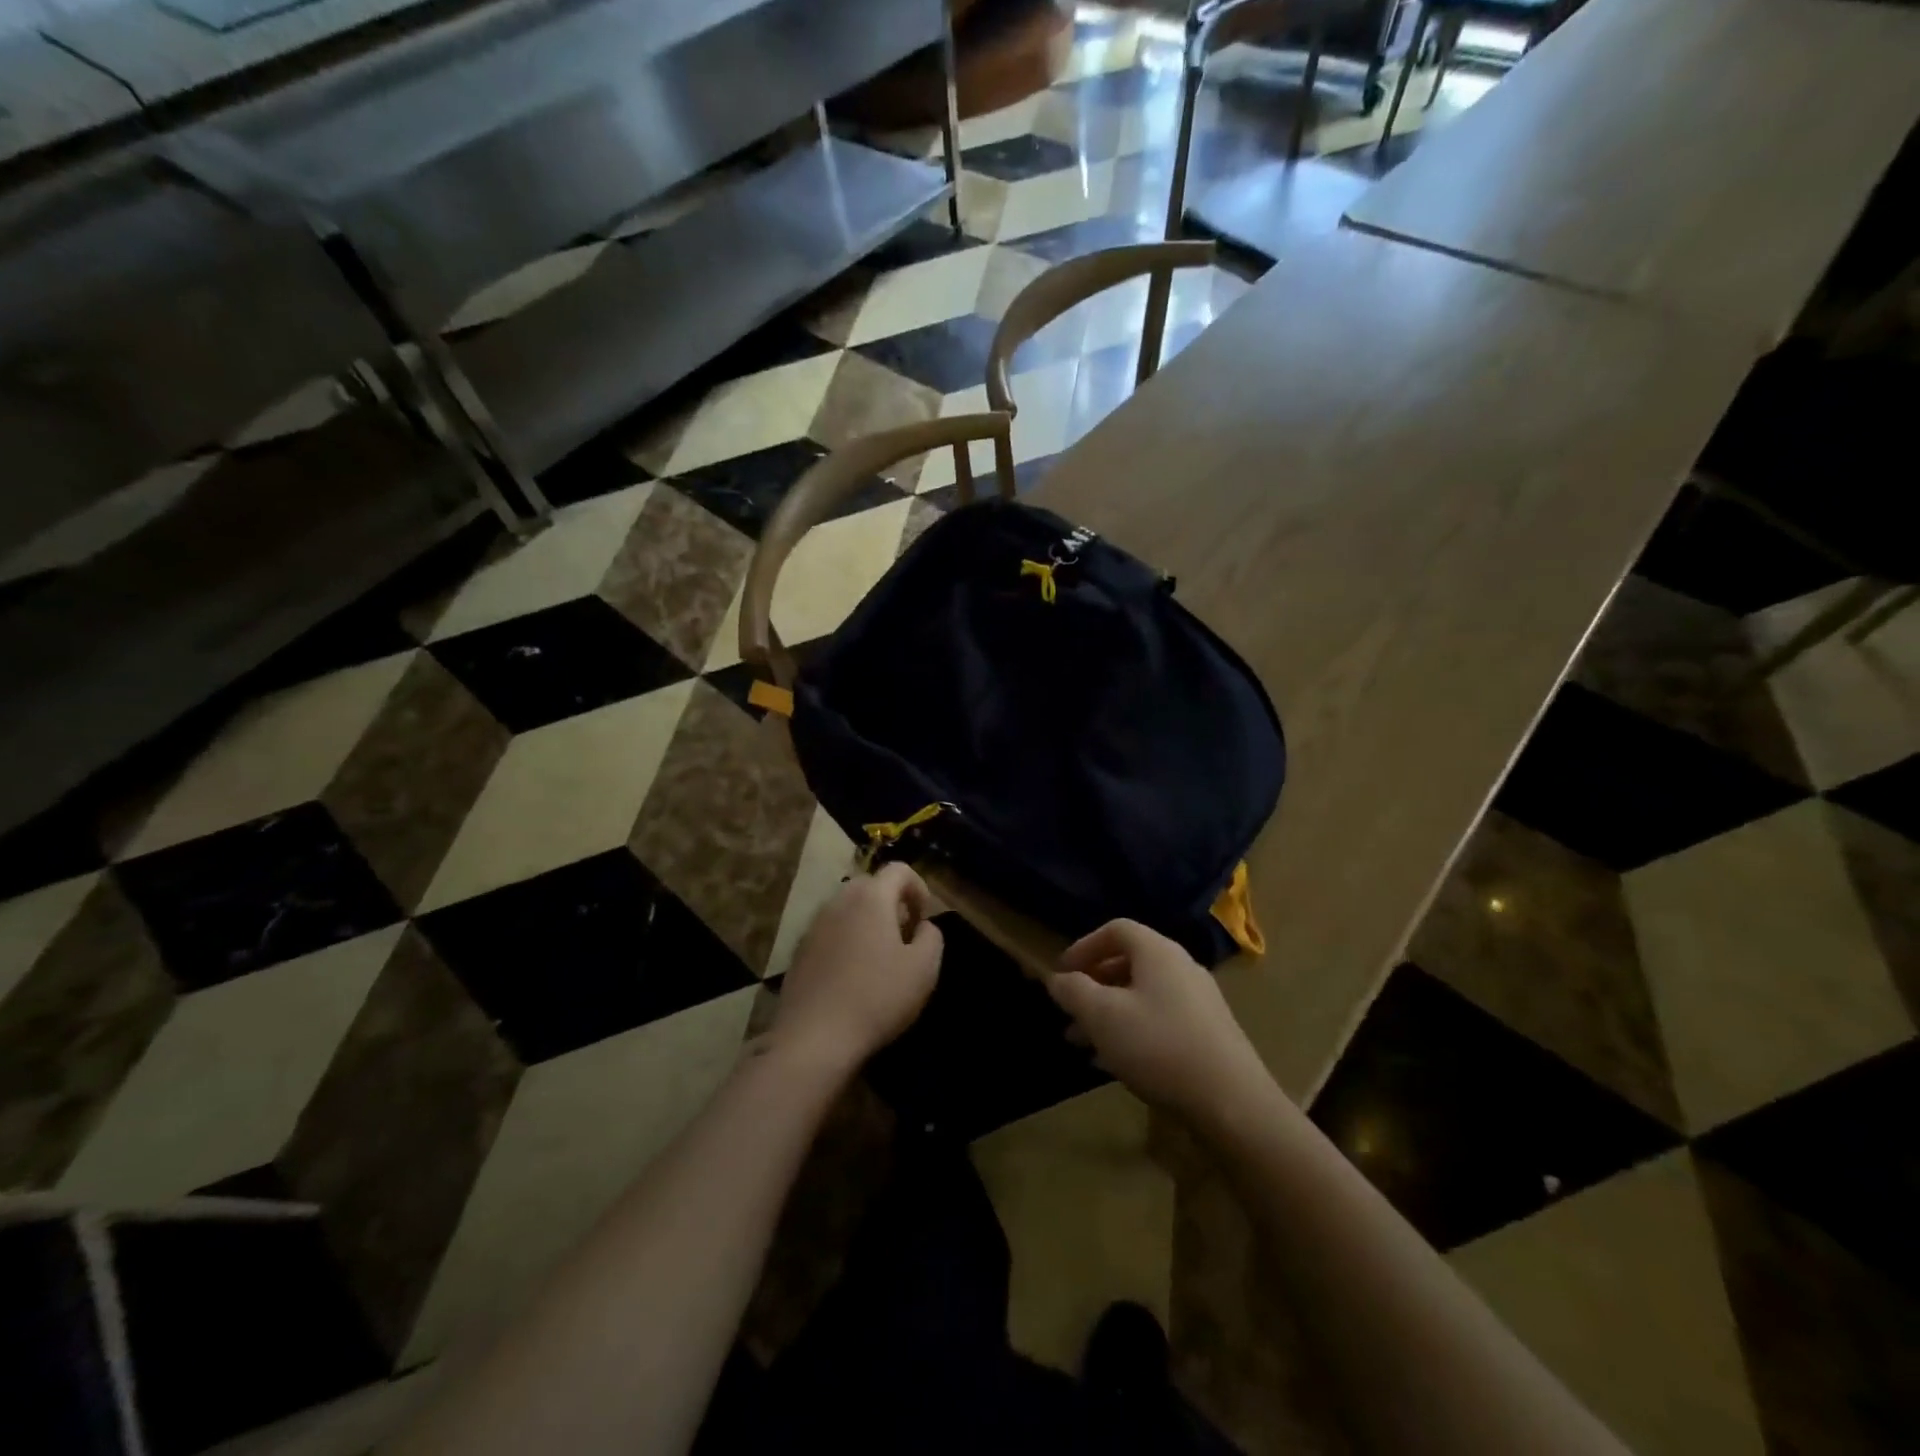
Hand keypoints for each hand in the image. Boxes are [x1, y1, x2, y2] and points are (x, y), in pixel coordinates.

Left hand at [770, 863, 942, 1074]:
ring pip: (848, 908)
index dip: (918, 888)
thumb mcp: (924, 969)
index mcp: (871, 898)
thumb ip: (932, 937)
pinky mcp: (799, 950)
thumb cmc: (877, 997)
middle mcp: (839, 901)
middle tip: (905, 936)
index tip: (924, 918)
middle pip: (871, 886)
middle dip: (892, 903)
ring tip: (880, 957)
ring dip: (867, 922)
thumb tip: (922, 926)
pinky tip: (852, 976)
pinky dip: (846, 940)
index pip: (899, 870)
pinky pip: (830, 931)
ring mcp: (814, 925)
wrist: (814, 1038)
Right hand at [1047, 919, 1275, 1128]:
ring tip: (1083, 1044)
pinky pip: (1160, 1019)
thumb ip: (1074, 991)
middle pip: (1129, 963)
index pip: (1115, 929)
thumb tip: (1058, 979)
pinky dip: (1132, 1030)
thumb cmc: (1159, 1046)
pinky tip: (1115, 1063)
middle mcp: (1181, 967)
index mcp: (1158, 952)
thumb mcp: (1103, 1016)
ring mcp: (1198, 1001)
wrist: (1232, 1102)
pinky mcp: (1208, 1033)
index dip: (1083, 946)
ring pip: (1142, 996)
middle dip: (1093, 986)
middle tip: (1069, 1012)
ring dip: (1109, 1013)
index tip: (1061, 973)